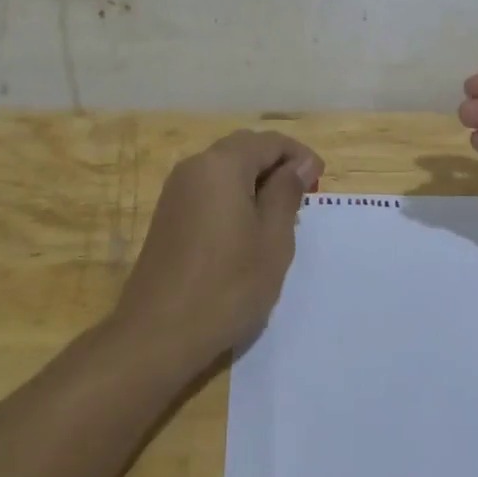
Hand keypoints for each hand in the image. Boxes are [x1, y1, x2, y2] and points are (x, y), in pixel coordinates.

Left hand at [116, 129, 324, 366]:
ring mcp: (176, 191)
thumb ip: (287, 192)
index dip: (300, 156)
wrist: (157, 334)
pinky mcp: (168, 215)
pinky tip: (248, 231)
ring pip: (225, 170)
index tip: (320, 183)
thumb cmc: (227, 285)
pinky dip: (234, 197)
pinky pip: (209, 190)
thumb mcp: (273, 238)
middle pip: (244, 149)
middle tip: (304, 197)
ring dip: (256, 182)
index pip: (269, 142)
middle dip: (277, 165)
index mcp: (222, 165)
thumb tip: (300, 164)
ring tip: (280, 217)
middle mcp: (194, 167)